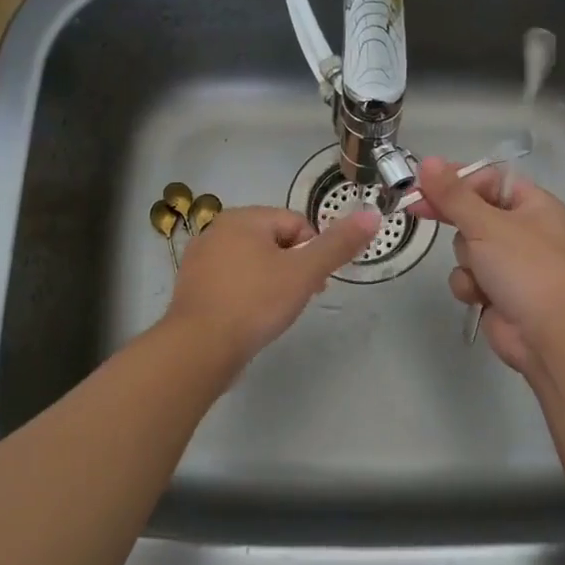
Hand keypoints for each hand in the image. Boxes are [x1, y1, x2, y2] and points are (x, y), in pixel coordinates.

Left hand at [164, 205, 380, 365]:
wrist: (199, 348)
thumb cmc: (255, 303)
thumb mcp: (305, 273)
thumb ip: (338, 245)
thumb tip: (372, 216)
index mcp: (243, 218)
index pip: (296, 224)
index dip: (313, 252)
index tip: (315, 283)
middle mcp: (217, 230)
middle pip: (273, 241)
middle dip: (292, 267)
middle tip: (298, 299)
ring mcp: (199, 259)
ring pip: (252, 263)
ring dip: (270, 282)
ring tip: (275, 312)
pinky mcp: (192, 288)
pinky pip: (231, 282)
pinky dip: (246, 295)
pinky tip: (250, 319)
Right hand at [409, 156, 564, 374]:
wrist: (546, 334)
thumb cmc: (524, 268)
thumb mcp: (486, 224)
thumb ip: (453, 194)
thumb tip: (427, 162)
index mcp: (535, 206)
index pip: (490, 180)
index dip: (458, 180)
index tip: (424, 182)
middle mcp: (525, 231)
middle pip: (474, 213)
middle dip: (455, 220)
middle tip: (416, 209)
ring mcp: (511, 263)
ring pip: (467, 247)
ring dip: (466, 261)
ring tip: (480, 273)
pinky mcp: (497, 290)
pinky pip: (469, 276)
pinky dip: (470, 285)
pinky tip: (481, 296)